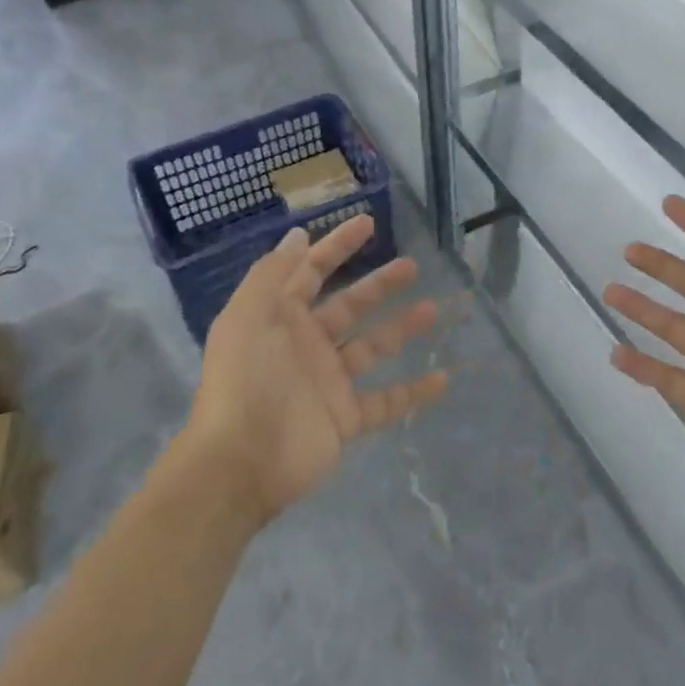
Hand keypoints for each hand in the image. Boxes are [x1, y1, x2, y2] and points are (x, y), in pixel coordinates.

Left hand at [186, 215, 447, 523]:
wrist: (241, 461)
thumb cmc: (245, 379)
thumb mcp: (248, 315)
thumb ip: (273, 273)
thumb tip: (298, 235)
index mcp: (282, 318)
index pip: (312, 271)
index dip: (338, 246)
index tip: (369, 223)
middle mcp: (308, 344)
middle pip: (351, 305)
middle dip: (379, 285)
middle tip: (412, 266)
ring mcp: (329, 382)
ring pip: (374, 347)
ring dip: (402, 328)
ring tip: (433, 309)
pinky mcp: (346, 418)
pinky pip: (387, 401)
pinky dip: (414, 392)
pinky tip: (443, 378)